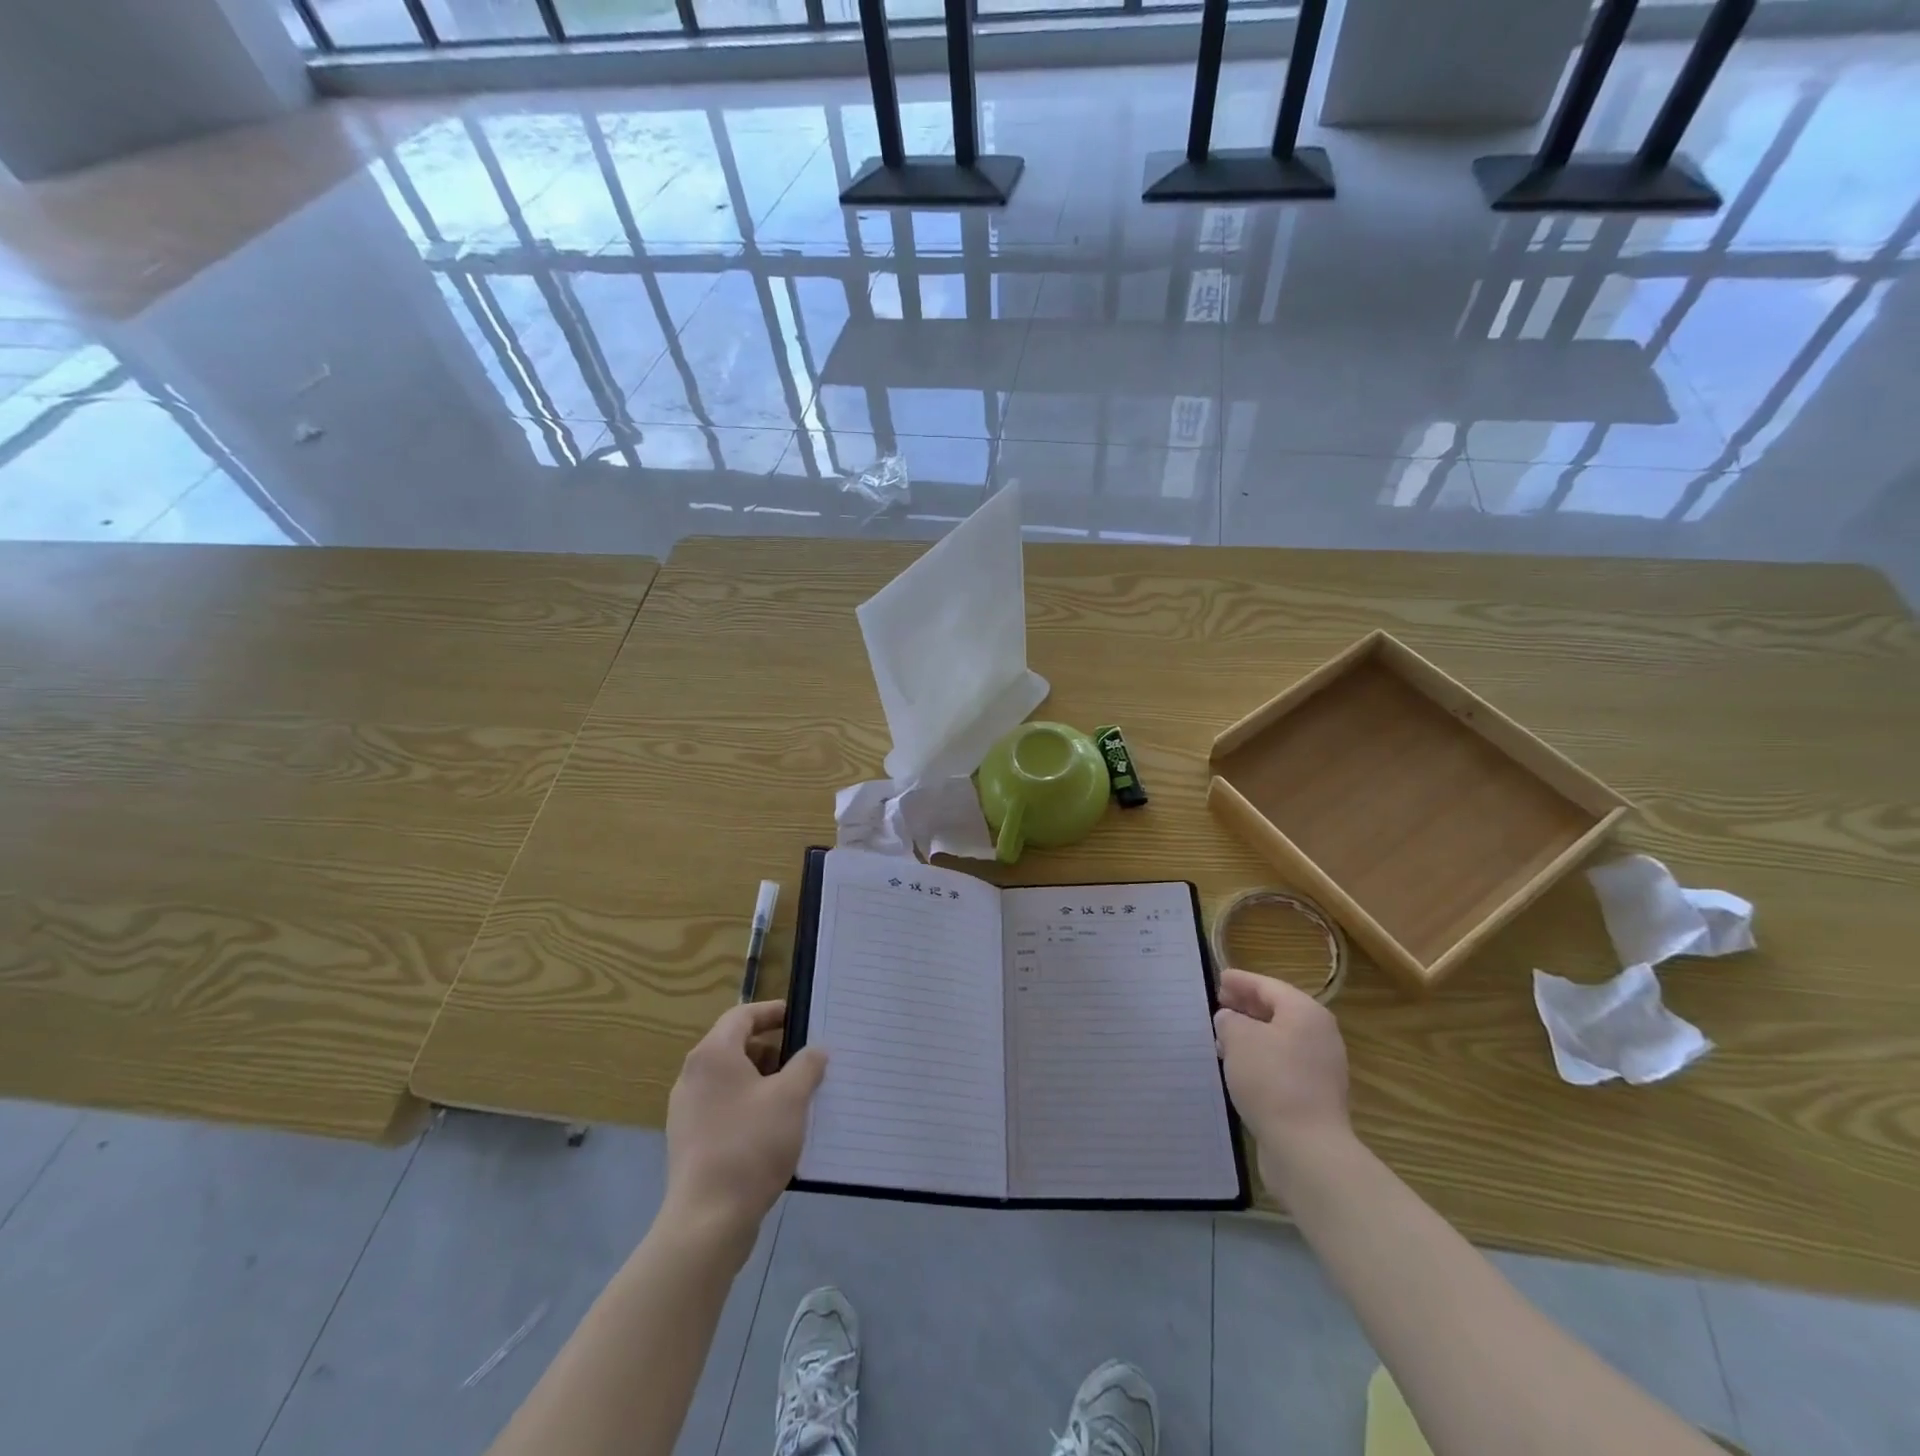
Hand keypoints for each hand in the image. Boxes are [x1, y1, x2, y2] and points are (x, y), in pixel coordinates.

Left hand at [664, 1001, 827, 1243]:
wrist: (707, 1220)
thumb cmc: (750, 1144)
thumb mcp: (791, 1098)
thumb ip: (807, 1065)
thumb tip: (815, 1050)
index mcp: (713, 1054)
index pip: (742, 1015)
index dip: (772, 1012)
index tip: (799, 1018)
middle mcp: (692, 1075)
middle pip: (736, 1046)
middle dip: (773, 1051)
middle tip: (804, 1062)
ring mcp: (686, 1110)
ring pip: (731, 1080)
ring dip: (763, 1081)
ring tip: (795, 1097)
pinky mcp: (688, 1141)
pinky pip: (723, 1107)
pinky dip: (748, 1106)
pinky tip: (773, 1130)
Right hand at [1214, 967, 1351, 1182]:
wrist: (1307, 1148)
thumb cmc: (1271, 1080)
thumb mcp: (1238, 1038)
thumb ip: (1229, 1021)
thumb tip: (1230, 1020)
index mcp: (1306, 1013)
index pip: (1268, 986)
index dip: (1241, 981)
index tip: (1219, 978)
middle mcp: (1319, 1035)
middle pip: (1278, 1011)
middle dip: (1247, 1006)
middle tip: (1220, 1003)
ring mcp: (1321, 1068)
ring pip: (1280, 1039)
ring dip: (1252, 1034)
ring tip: (1223, 1036)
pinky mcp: (1315, 1096)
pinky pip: (1283, 1064)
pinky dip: (1261, 1058)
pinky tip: (1239, 1067)